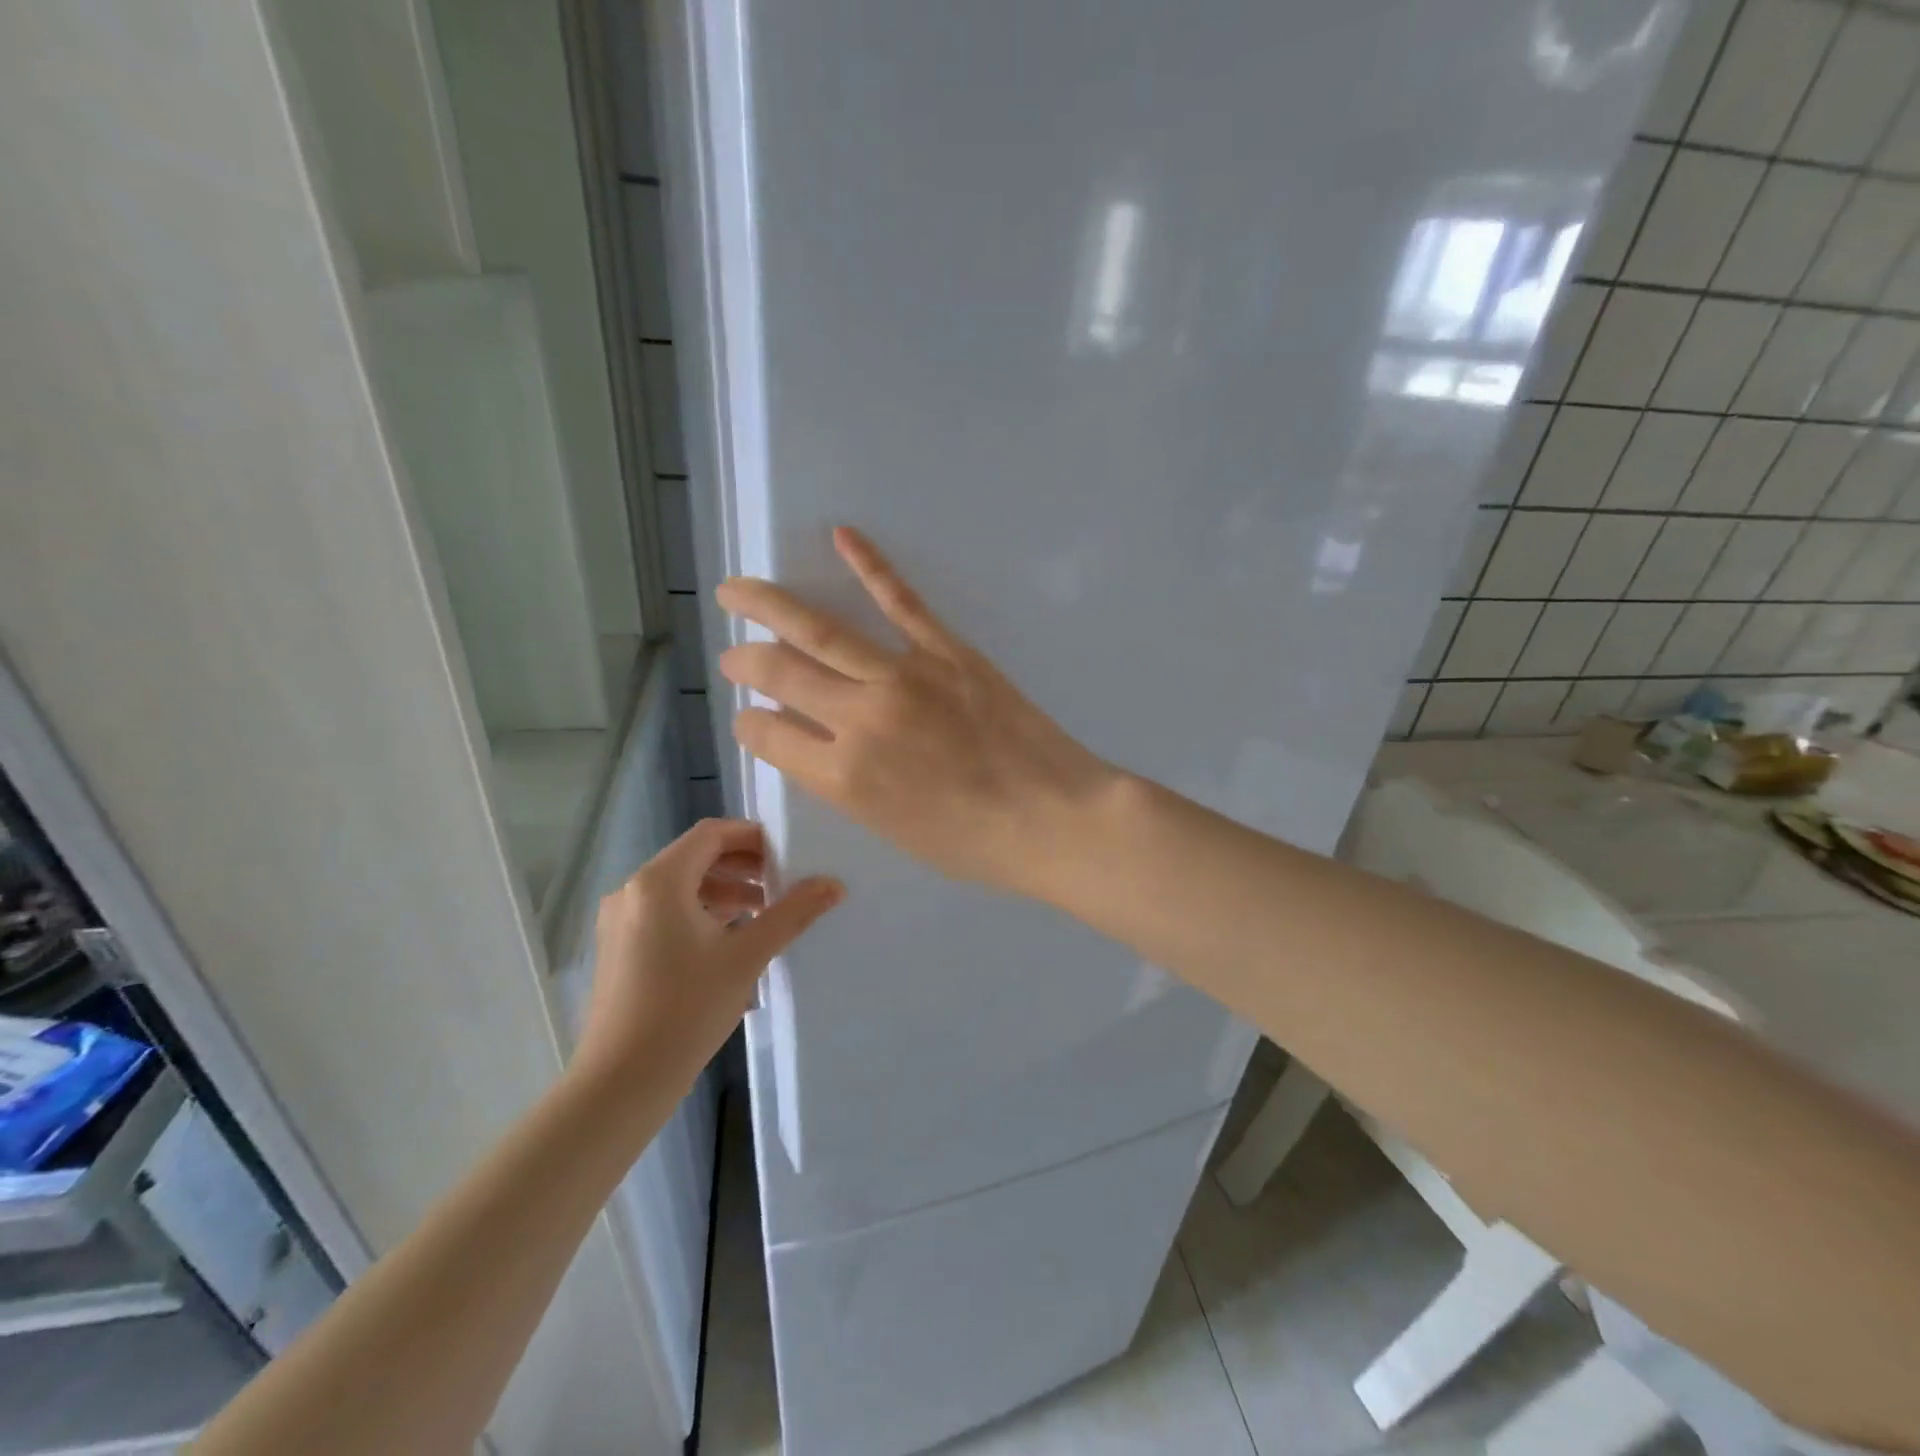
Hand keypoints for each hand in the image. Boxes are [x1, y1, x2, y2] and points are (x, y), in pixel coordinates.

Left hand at [574, 819, 841, 1095]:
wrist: (622, 1082)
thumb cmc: (686, 1009)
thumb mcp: (747, 956)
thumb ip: (791, 914)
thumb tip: (834, 884)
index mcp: (659, 881)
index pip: (711, 834)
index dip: (752, 836)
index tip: (788, 853)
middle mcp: (633, 890)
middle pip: (695, 857)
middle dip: (742, 865)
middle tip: (783, 882)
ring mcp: (621, 921)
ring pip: (681, 887)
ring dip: (724, 891)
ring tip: (765, 912)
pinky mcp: (619, 948)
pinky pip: (666, 912)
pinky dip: (701, 913)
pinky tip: (731, 939)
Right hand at [714, 527, 1119, 900]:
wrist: (1054, 819)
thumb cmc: (974, 844)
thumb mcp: (891, 829)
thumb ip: (844, 784)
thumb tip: (811, 742)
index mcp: (842, 776)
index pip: (767, 734)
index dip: (750, 724)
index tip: (752, 718)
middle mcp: (859, 718)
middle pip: (779, 673)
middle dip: (744, 662)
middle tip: (731, 655)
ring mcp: (903, 676)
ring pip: (820, 630)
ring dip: (769, 604)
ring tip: (735, 589)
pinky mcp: (947, 651)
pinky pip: (900, 601)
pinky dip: (870, 564)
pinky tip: (842, 536)